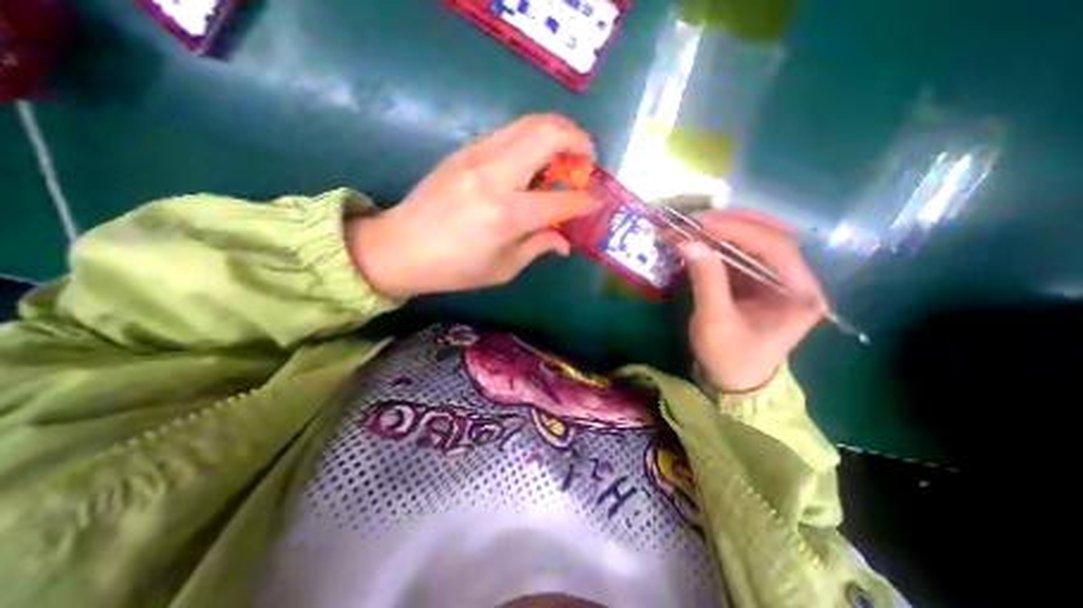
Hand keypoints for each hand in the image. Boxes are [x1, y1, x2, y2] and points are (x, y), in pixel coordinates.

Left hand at [349, 113, 596, 299]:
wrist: (400, 247)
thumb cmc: (454, 268)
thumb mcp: (503, 268)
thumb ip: (538, 247)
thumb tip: (565, 243)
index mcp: (508, 214)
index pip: (562, 200)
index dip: (588, 200)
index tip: (599, 200)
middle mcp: (496, 176)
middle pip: (549, 134)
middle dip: (579, 140)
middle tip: (587, 160)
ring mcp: (477, 156)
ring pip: (530, 123)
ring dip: (557, 132)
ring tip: (565, 155)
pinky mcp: (465, 150)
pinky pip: (510, 132)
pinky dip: (532, 138)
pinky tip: (533, 160)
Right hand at [679, 211, 826, 390]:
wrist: (733, 380)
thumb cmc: (729, 357)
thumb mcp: (715, 321)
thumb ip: (706, 280)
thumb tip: (687, 242)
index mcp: (800, 293)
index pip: (776, 247)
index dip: (739, 230)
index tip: (702, 223)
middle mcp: (795, 280)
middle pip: (770, 236)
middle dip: (732, 223)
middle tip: (696, 220)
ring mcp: (775, 278)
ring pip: (755, 240)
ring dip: (723, 231)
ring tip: (691, 227)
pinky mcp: (756, 281)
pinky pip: (739, 253)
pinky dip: (717, 244)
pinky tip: (698, 241)